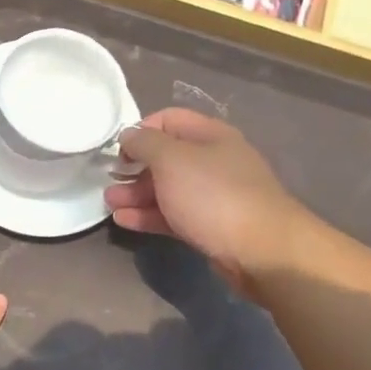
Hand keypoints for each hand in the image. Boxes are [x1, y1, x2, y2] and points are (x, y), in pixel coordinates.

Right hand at [106, 108, 315, 289]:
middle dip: (134, 167)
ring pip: (167, 189)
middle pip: (166, 157)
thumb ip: (145, 143)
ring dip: (136, 194)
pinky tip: (124, 221)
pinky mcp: (210, 226)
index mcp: (210, 136)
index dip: (140, 130)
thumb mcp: (172, 159)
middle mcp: (213, 161)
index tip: (118, 150)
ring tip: (110, 203)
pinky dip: (148, 216)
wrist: (261, 250)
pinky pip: (173, 215)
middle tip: (109, 180)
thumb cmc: (213, 195)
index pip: (168, 119)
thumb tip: (129, 135)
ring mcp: (213, 196)